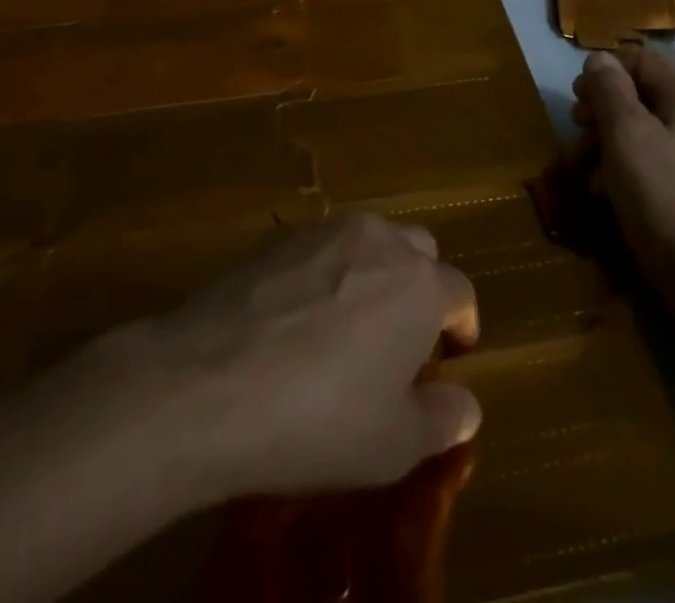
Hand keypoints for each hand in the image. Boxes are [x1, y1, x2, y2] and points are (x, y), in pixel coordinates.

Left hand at [107, 212, 481, 501]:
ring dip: (374, 272)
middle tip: (401, 335)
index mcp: (421, 283)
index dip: (461, 325)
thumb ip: (443, 419)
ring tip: (349, 322)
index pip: (460, 293)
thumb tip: (465, 404)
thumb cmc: (318, 418)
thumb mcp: (395, 444)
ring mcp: (327, 229)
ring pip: (370, 240)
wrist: (210, 382)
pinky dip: (327, 271)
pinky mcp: (281, 235)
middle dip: (421, 286)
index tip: (450, 356)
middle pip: (419, 251)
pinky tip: (299, 315)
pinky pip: (322, 246)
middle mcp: (381, 239)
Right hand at [572, 46, 674, 279]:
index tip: (577, 97)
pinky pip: (651, 161)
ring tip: (583, 168)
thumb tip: (598, 59)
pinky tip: (603, 191)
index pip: (641, 60)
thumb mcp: (625, 133)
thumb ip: (608, 89)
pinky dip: (623, 168)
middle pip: (639, 96)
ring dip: (605, 143)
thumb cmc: (661, 193)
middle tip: (577, 130)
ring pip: (641, 131)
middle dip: (601, 111)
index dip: (604, 71)